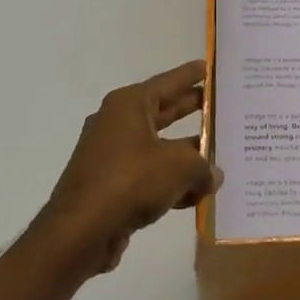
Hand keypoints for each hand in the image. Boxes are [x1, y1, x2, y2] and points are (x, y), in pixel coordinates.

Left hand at [36, 60, 217, 276]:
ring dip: (186, 154)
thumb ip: (204, 165)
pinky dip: (170, 182)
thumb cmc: (131, 181)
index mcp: (129, 105)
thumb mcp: (180, 167)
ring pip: (158, 147)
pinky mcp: (110, 186)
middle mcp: (117, 123)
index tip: (209, 67)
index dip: (190, 75)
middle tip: (220, 105)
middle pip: (163, 111)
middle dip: (192, 110)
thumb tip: (213, 174)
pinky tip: (197, 196)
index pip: (168, 82)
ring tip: (219, 156)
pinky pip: (148, 176)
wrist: (79, 232)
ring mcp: (111, 155)